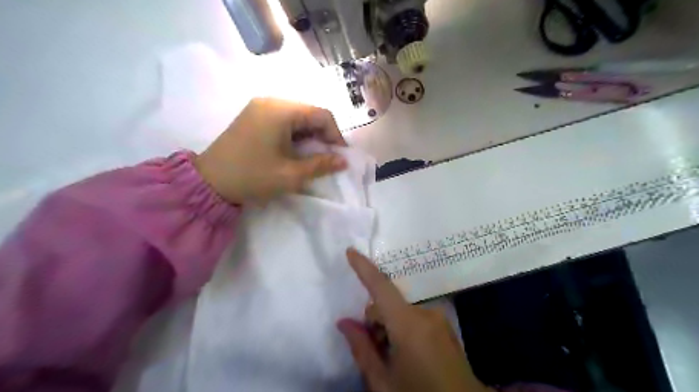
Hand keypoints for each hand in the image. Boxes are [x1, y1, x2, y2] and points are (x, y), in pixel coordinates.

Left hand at [194, 96, 347, 205]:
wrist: (209, 182)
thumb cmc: (252, 177)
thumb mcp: (291, 175)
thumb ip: (321, 165)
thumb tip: (343, 160)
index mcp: (281, 111)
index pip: (321, 114)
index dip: (336, 134)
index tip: (340, 155)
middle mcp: (271, 101)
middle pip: (309, 113)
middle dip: (323, 135)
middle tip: (327, 157)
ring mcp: (260, 107)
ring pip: (297, 116)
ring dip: (309, 135)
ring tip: (312, 156)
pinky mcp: (253, 116)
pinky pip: (283, 120)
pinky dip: (295, 134)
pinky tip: (295, 150)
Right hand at [339, 250, 490, 391]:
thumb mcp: (383, 382)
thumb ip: (362, 349)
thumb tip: (344, 323)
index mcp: (409, 325)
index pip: (381, 287)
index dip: (364, 268)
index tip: (350, 251)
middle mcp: (426, 313)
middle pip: (388, 303)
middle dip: (376, 321)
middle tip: (376, 350)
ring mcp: (439, 318)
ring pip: (401, 311)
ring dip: (391, 327)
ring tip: (394, 357)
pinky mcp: (446, 324)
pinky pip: (415, 316)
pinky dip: (404, 328)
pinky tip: (409, 354)